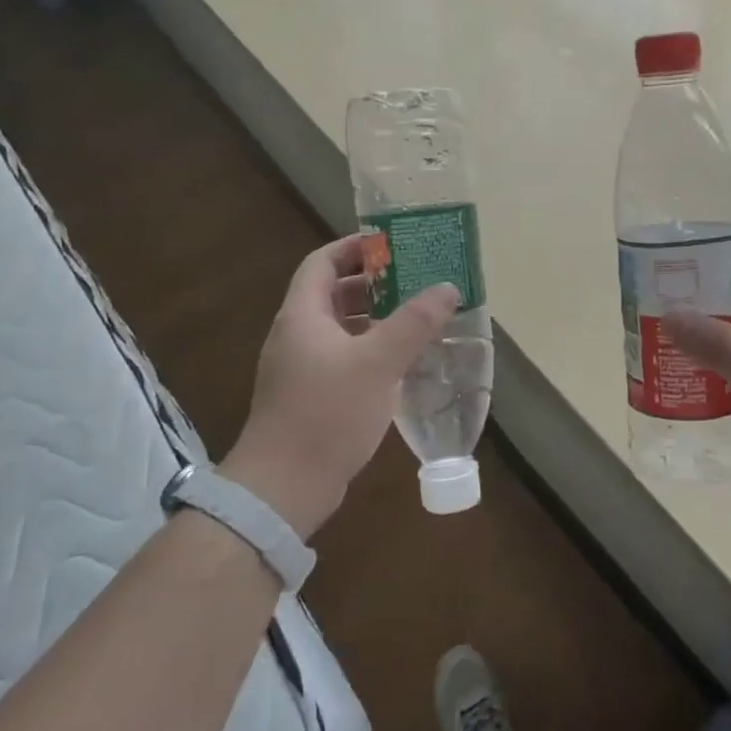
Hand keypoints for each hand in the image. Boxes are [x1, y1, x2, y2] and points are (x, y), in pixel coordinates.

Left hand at [222, 234, 458, 537]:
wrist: (283, 487)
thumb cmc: (327, 413)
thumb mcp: (377, 363)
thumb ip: (414, 323)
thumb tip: (447, 287)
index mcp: (303, 316)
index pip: (322, 262)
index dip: (353, 247)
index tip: (391, 243)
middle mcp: (296, 335)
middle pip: (332, 294)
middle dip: (372, 283)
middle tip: (414, 279)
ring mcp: (301, 368)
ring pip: (340, 328)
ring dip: (374, 318)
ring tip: (415, 317)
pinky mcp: (310, 396)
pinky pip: (342, 358)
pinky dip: (370, 350)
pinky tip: (400, 363)